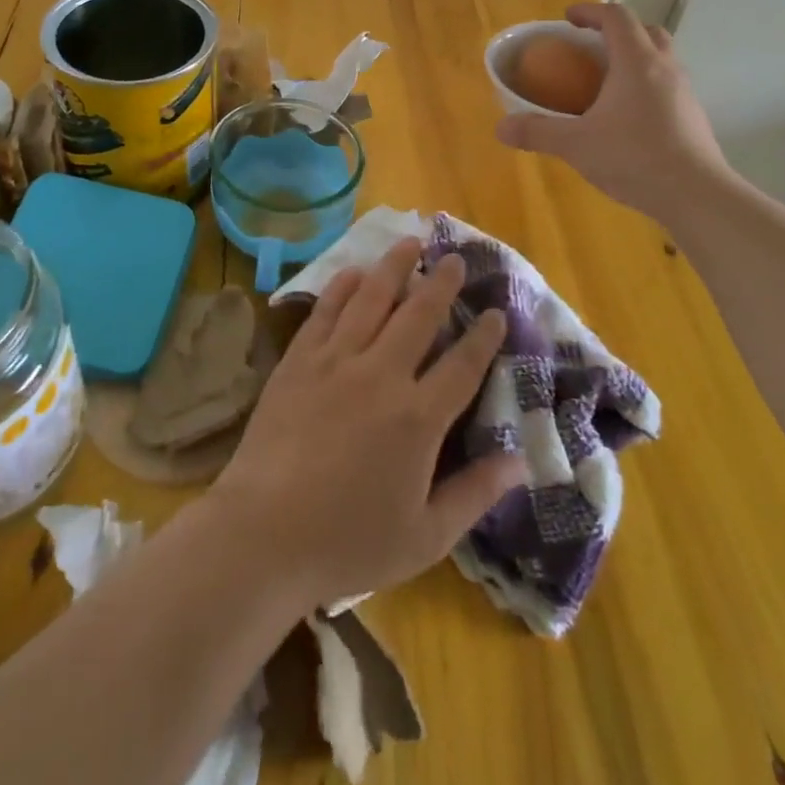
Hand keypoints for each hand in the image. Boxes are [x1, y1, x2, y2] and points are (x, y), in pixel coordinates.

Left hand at [207, 239, 526, 609]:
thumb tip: (520, 460)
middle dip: (442, 283)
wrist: (264, 532)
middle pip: (420, 315)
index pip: (463, 365)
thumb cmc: (349, 542)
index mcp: (419, 418)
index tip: (496, 311)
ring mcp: (336, 361)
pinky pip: (326, 311)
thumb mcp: (426, 536)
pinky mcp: (299, 360)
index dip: (484, 336)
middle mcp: (382, 375)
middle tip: (455, 259)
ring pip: (372, 299)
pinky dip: (343, 287)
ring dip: (394, 267)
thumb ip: (475, 494)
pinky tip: (353, 272)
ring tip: (410, 243)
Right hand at [496, 3, 731, 222]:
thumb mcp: (575, 145)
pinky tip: (626, 114)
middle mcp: (665, 67)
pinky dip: (645, 84)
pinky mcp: (693, 115)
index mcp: (636, 62)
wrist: (696, 194)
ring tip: (606, 80)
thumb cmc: (634, 158)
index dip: (590, 12)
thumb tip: (501, 127)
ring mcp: (684, 91)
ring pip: (661, 57)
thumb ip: (537, 131)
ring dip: (634, 57)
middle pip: (646, 30)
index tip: (568, 19)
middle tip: (591, 46)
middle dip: (617, 30)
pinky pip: (667, 84)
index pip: (617, 17)